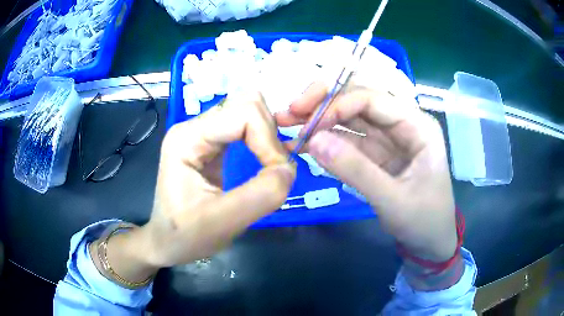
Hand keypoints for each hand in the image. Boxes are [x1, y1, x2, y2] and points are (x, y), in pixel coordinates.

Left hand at [94, 92, 295, 283]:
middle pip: (247, 103)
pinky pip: (245, 126)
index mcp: (187, 138)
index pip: (244, 114)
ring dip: (268, 136)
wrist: (166, 243)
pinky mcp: (210, 143)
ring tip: (272, 165)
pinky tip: (266, 160)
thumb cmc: (185, 236)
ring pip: (248, 111)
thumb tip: (289, 169)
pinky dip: (262, 140)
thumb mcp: (222, 223)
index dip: (268, 142)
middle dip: (269, 134)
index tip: (278, 175)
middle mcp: (193, 127)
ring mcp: (201, 133)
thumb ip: (261, 194)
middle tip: (275, 168)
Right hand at [276, 82, 456, 262]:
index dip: (338, 105)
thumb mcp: (393, 200)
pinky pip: (347, 140)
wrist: (430, 242)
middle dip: (323, 103)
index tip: (308, 125)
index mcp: (418, 126)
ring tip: (286, 123)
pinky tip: (301, 145)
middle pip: (358, 100)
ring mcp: (388, 138)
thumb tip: (313, 141)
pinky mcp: (375, 154)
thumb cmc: (424, 221)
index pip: (374, 99)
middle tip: (290, 112)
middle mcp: (402, 124)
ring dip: (318, 119)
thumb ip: (356, 170)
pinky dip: (324, 141)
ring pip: (349, 118)